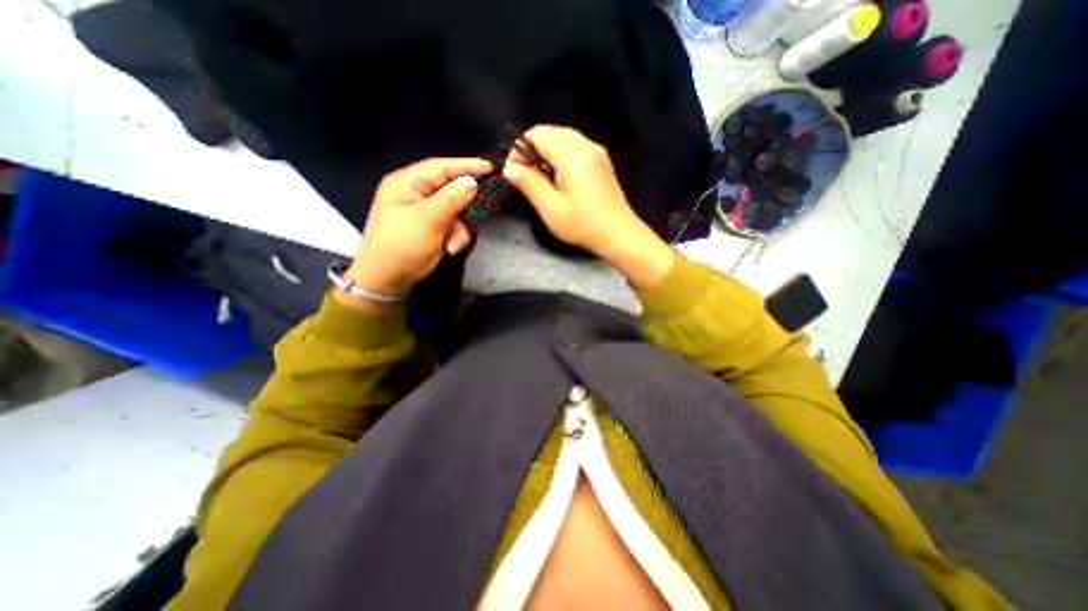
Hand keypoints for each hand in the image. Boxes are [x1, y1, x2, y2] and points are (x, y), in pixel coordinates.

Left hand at [343, 158, 492, 299]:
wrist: (388, 280)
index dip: (466, 165)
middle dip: (462, 206)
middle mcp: (415, 194)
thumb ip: (451, 199)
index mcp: (407, 183)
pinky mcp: (431, 228)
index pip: (440, 167)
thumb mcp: (428, 220)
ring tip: (452, 244)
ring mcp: (424, 212)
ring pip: (455, 212)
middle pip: (450, 190)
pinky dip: (454, 238)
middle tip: (481, 208)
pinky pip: (452, 227)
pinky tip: (449, 249)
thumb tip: (471, 181)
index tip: (490, 167)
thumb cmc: (402, 246)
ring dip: (458, 229)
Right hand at [500, 123, 673, 288]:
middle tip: (524, 174)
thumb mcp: (550, 208)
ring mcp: (597, 152)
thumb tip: (510, 168)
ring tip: (539, 176)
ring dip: (546, 151)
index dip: (520, 148)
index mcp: (573, 155)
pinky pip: (576, 147)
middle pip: (552, 131)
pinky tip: (557, 176)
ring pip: (564, 137)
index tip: (513, 171)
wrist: (618, 234)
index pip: (538, 134)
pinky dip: (561, 155)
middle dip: (532, 148)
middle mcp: (587, 146)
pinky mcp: (601, 162)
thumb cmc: (583, 225)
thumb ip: (529, 184)